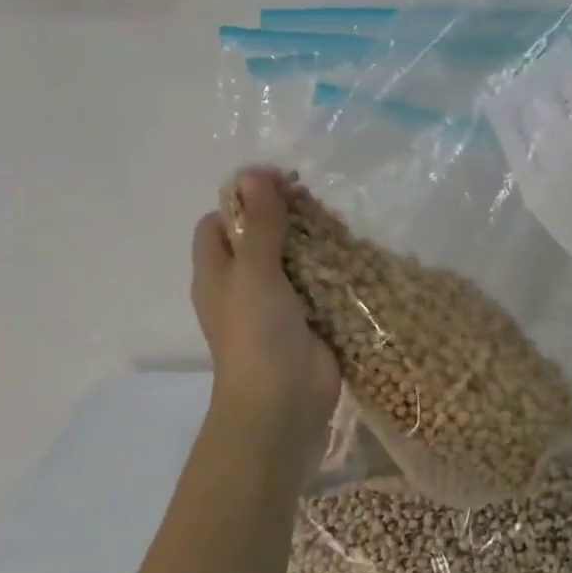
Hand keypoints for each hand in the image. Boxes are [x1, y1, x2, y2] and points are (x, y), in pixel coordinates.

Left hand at [195, 167, 340, 454]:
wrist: (284, 400)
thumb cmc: (257, 333)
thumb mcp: (255, 270)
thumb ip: (260, 223)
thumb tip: (254, 172)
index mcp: (217, 273)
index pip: (219, 223)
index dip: (242, 201)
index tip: (278, 185)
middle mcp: (243, 286)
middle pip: (259, 239)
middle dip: (285, 219)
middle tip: (317, 200)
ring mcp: (277, 306)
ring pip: (293, 262)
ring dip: (313, 244)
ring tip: (341, 223)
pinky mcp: (309, 321)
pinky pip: (319, 287)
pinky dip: (333, 271)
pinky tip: (354, 255)